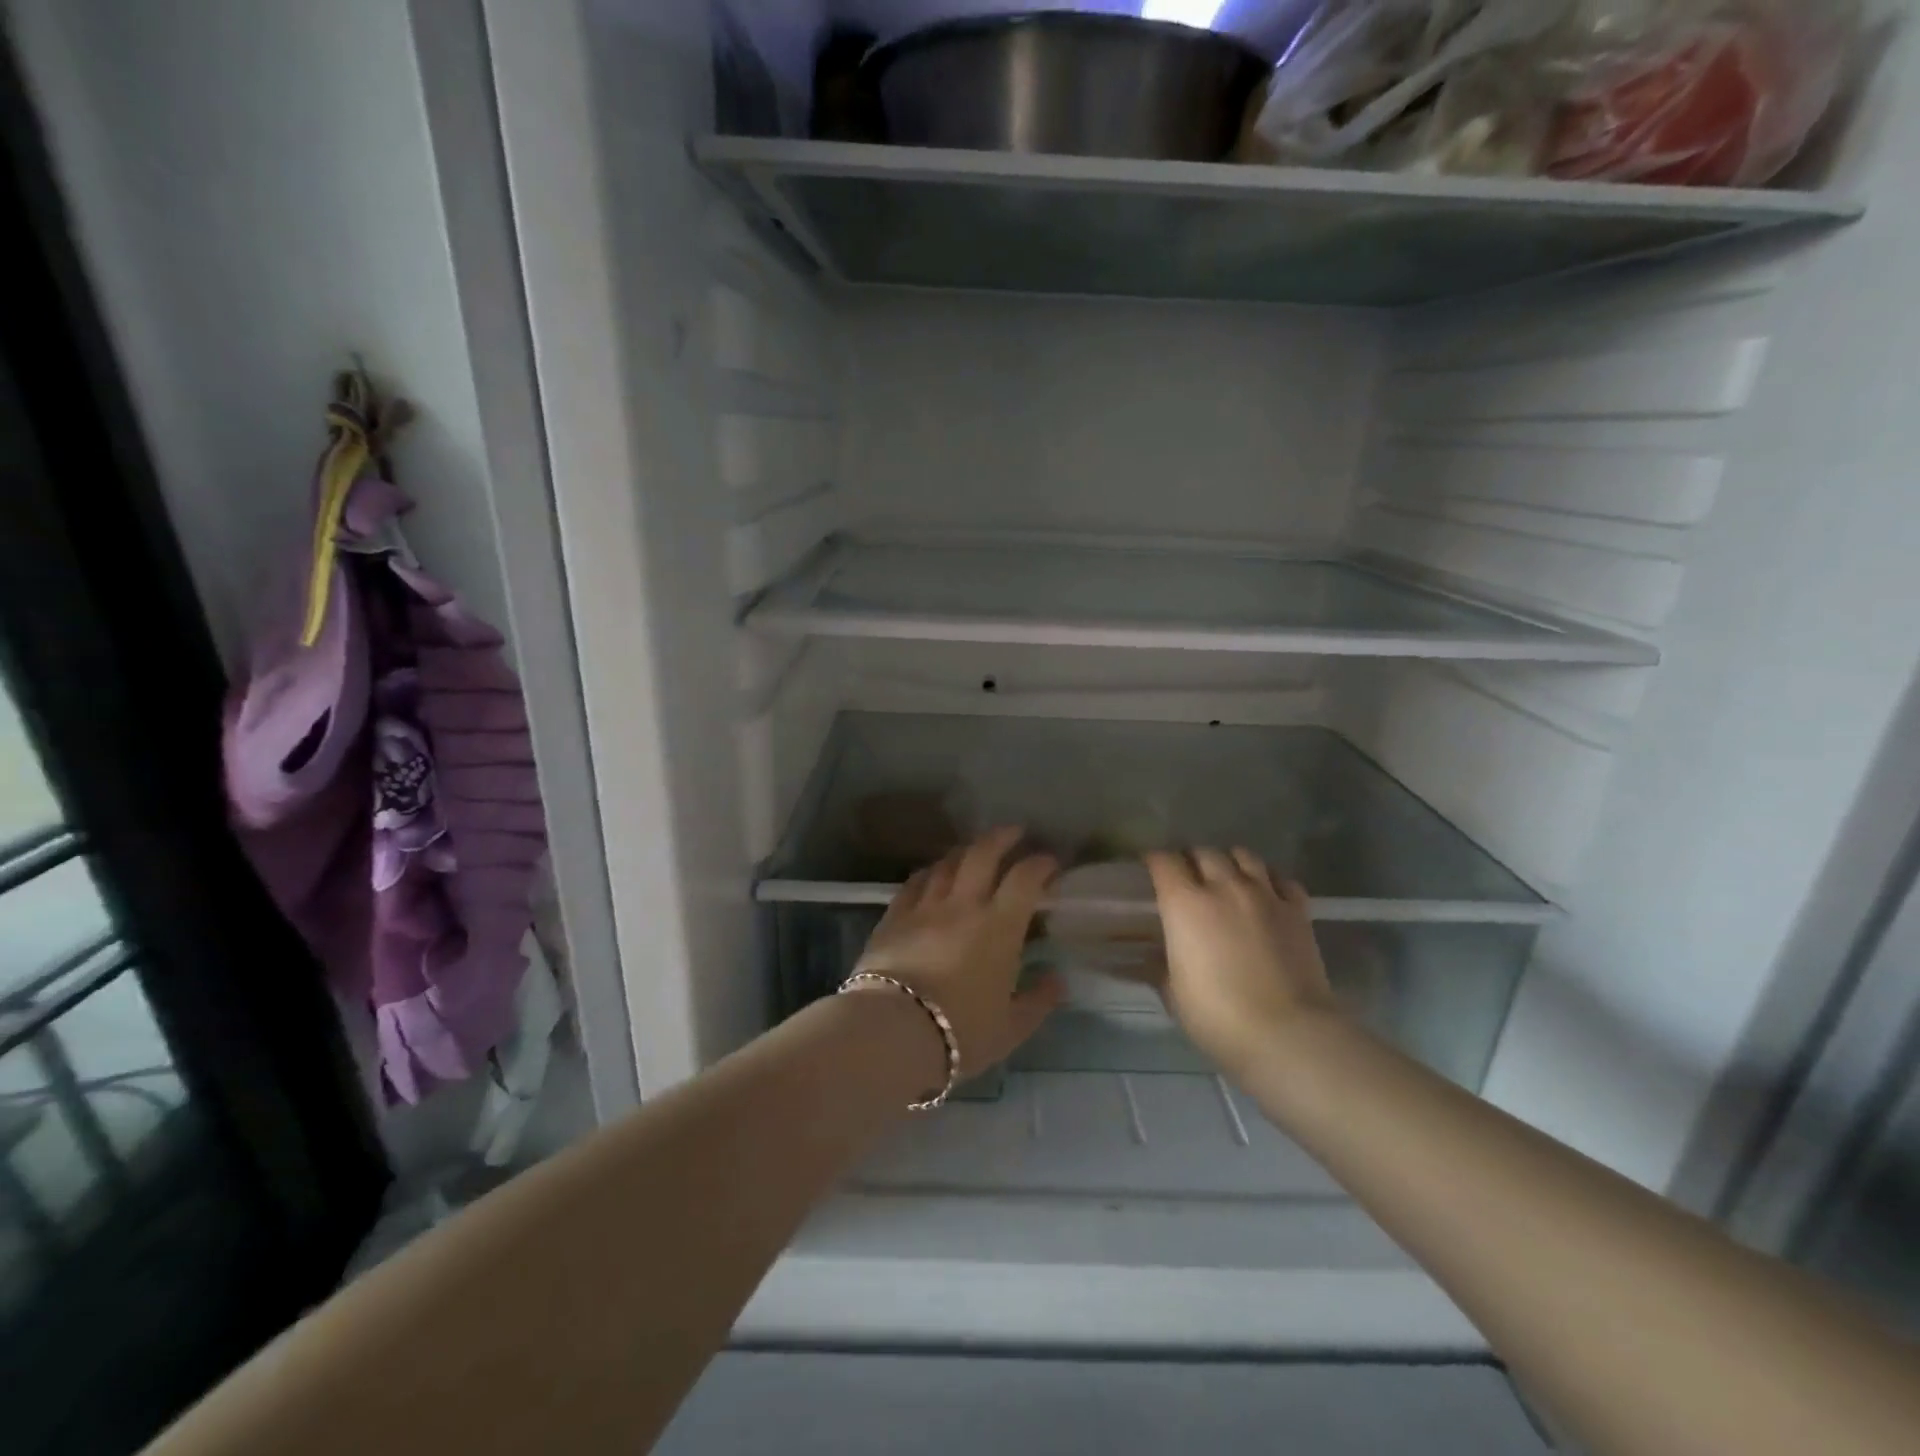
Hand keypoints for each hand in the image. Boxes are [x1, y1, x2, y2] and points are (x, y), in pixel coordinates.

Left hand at [852, 828, 1064, 1079]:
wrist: (891, 1031)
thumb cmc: (960, 1031)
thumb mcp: (1010, 1028)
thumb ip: (1038, 1001)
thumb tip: (1057, 980)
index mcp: (999, 926)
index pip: (1025, 878)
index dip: (1041, 864)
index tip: (1050, 863)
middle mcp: (963, 904)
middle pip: (982, 853)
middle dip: (1002, 837)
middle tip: (1014, 832)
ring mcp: (925, 906)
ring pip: (946, 863)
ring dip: (965, 851)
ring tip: (974, 852)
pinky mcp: (894, 916)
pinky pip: (915, 882)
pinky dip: (929, 872)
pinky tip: (932, 874)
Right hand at [1143, 848, 1339, 1077]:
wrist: (1287, 1033)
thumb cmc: (1218, 1016)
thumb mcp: (1174, 994)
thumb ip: (1161, 966)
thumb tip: (1153, 957)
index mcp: (1184, 903)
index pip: (1163, 861)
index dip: (1154, 861)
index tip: (1150, 869)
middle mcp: (1223, 886)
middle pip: (1203, 852)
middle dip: (1191, 859)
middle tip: (1188, 876)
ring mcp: (1264, 895)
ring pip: (1244, 855)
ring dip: (1230, 861)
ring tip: (1227, 877)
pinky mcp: (1297, 910)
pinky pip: (1282, 879)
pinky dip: (1270, 879)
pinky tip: (1266, 893)